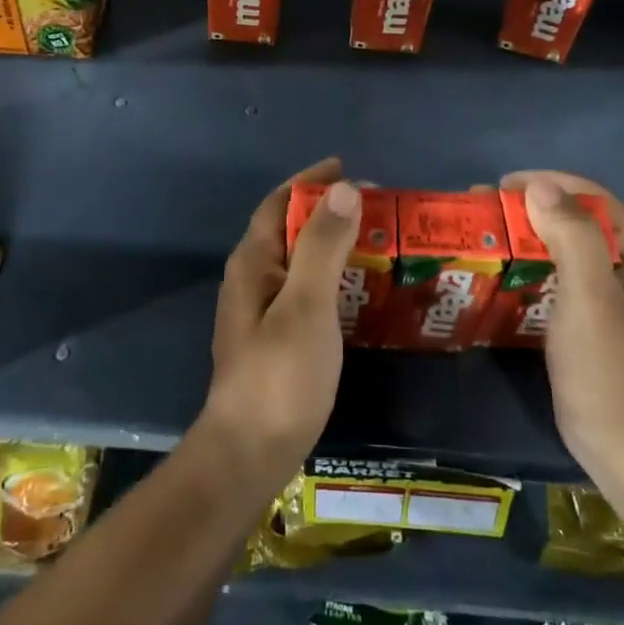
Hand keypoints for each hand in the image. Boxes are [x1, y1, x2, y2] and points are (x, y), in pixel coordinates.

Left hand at [200, 158, 358, 488]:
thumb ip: (323, 245)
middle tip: (374, 208)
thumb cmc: (280, 375)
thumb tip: (343, 188)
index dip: (310, 182)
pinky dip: (331, 278)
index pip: (279, 202)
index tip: (348, 169)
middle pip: (289, 229)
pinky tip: (358, 292)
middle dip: (326, 212)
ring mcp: (260, 311)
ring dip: (331, 245)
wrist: (249, 454)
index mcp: (253, 262)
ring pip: (298, 261)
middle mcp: (252, 279)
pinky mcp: (274, 339)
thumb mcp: (306, 305)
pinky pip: (305, 290)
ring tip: (374, 242)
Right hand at [501, 170, 623, 495]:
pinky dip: (527, 265)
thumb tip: (539, 187)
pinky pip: (554, 276)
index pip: (593, 198)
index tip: (504, 186)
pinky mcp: (585, 319)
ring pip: (562, 247)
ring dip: (525, 234)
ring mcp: (605, 296)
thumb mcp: (591, 296)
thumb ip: (572, 237)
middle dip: (530, 206)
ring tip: (485, 234)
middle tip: (485, 209)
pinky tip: (500, 272)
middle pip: (575, 219)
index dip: (550, 183)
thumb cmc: (608, 367)